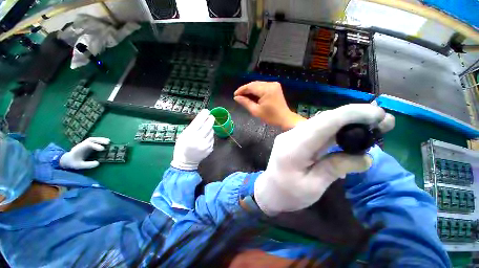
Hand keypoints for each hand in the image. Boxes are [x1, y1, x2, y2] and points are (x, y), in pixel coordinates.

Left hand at [60, 137, 109, 169]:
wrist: (67, 159)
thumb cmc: (73, 163)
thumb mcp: (79, 166)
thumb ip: (88, 165)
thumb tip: (98, 163)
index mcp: (79, 149)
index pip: (88, 144)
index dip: (95, 146)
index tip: (103, 149)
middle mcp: (82, 144)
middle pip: (91, 140)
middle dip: (99, 140)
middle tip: (108, 142)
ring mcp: (85, 144)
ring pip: (93, 139)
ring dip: (101, 139)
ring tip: (109, 141)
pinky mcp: (88, 145)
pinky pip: (94, 141)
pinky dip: (100, 140)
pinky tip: (106, 142)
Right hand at [171, 109, 214, 170]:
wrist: (186, 162)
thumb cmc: (182, 147)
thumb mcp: (184, 135)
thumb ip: (193, 127)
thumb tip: (202, 118)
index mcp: (189, 136)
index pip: (198, 122)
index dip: (203, 115)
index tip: (207, 110)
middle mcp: (198, 140)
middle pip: (208, 126)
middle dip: (211, 120)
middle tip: (211, 117)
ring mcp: (205, 145)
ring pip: (212, 132)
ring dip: (210, 129)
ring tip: (206, 129)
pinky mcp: (210, 149)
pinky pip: (212, 139)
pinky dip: (210, 136)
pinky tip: (206, 137)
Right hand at [234, 81, 304, 129]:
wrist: (284, 118)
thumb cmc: (270, 117)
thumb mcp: (256, 111)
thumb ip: (245, 102)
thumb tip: (236, 97)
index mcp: (266, 90)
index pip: (250, 86)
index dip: (241, 90)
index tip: (235, 95)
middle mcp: (271, 84)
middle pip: (254, 84)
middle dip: (245, 90)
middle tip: (238, 96)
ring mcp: (274, 84)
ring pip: (258, 84)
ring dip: (250, 90)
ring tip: (244, 96)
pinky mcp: (275, 87)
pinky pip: (263, 86)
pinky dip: (256, 90)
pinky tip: (252, 95)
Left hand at [254, 104, 394, 215]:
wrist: (269, 190)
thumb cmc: (288, 194)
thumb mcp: (313, 187)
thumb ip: (335, 168)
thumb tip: (365, 157)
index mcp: (293, 148)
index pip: (323, 123)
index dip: (351, 114)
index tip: (378, 114)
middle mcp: (291, 136)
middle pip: (323, 119)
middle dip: (354, 116)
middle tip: (382, 121)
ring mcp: (291, 135)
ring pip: (321, 122)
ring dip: (347, 122)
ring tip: (373, 126)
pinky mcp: (294, 138)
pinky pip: (317, 130)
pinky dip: (336, 129)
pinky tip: (351, 134)